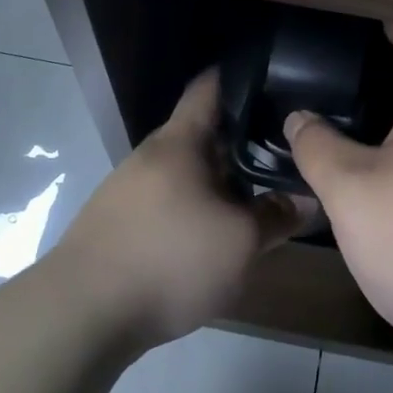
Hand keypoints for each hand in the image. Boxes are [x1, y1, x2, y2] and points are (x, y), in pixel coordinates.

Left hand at [54, 70, 299, 347]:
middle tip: (281, 151)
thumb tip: (310, 200)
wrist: (82, 314)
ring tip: (254, 195)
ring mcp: (128, 188)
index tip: (273, 79)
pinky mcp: (117, 222)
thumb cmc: (170, 259)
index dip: (240, 77)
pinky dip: (194, 206)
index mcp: (180, 142)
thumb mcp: (239, 242)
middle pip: (201, 133)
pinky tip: (211, 234)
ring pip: (185, 171)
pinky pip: (167, 200)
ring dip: (217, 180)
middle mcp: (151, 155)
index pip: (209, 88)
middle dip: (240, 140)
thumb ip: (277, 217)